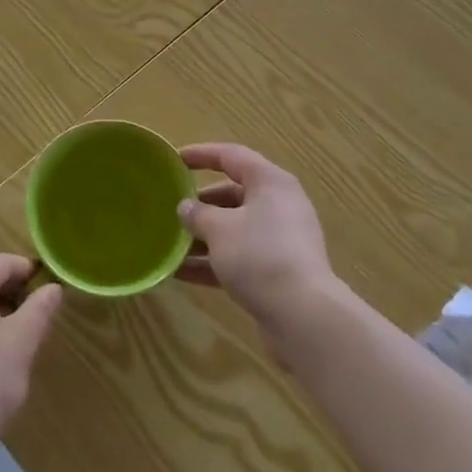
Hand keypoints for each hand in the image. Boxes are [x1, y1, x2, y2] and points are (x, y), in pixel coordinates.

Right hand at [176, 143, 339, 332]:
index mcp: (270, 182)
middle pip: (233, 194)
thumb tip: (186, 207)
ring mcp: (280, 240)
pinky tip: (180, 273)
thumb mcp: (220, 229)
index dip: (201, 154)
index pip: (231, 156)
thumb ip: (198, 214)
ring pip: (234, 229)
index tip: (174, 160)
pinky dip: (212, 262)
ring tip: (168, 243)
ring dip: (203, 236)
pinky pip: (239, 257)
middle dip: (200, 203)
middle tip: (170, 208)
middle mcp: (279, 205)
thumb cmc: (259, 256)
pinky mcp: (277, 271)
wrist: (303, 316)